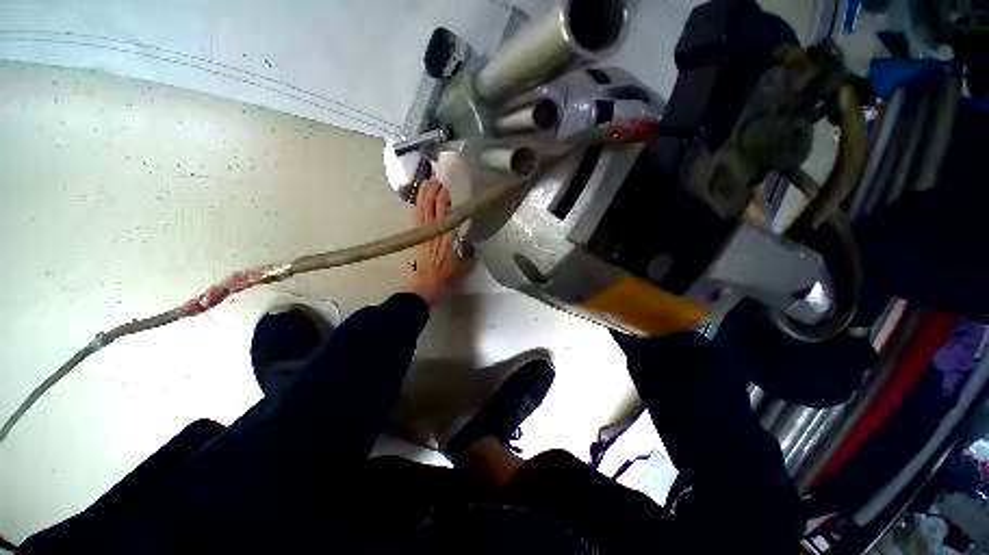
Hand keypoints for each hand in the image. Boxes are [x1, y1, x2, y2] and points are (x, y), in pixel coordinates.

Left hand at [407, 179, 470, 306]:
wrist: (427, 284)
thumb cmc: (448, 275)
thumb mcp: (465, 263)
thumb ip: (469, 247)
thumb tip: (471, 234)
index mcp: (449, 236)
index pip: (449, 211)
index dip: (449, 197)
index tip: (453, 186)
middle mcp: (435, 230)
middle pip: (434, 204)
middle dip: (437, 190)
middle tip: (442, 179)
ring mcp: (424, 231)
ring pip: (423, 206)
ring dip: (426, 193)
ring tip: (430, 181)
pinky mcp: (417, 234)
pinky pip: (416, 214)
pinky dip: (418, 203)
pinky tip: (420, 196)